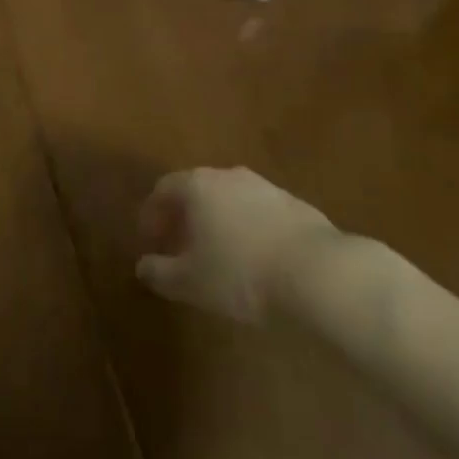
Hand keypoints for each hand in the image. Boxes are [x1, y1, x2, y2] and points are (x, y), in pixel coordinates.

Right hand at [135, 167, 341, 322]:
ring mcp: (263, 186)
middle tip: (179, 244)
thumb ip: (161, 272)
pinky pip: (257, 211)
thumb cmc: (241, 273)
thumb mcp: (191, 282)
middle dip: (184, 215)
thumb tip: (142, 266)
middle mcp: (227, 176)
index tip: (149, 239)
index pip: (164, 188)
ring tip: (217, 253)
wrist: (315, 271)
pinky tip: (254, 256)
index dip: (152, 213)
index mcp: (197, 185)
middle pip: (197, 189)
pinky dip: (246, 227)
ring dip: (217, 220)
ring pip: (229, 199)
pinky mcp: (292, 203)